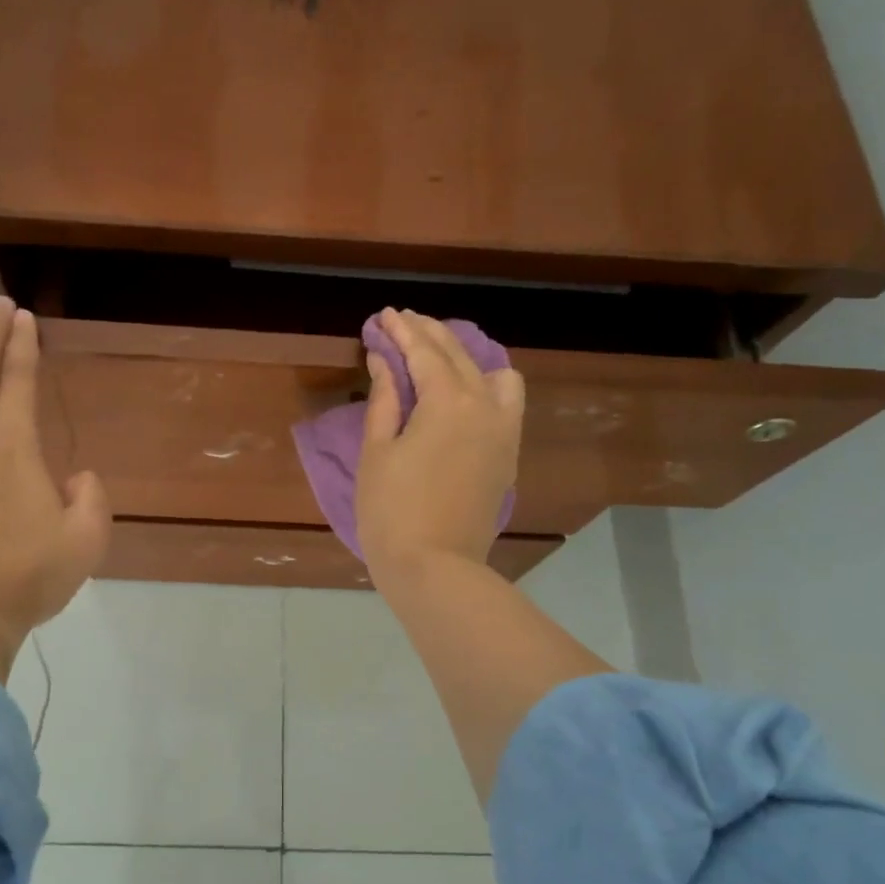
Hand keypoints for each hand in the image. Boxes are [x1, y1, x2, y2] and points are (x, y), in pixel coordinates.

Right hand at [355, 308, 525, 588]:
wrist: (435, 568)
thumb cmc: (391, 511)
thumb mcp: (376, 452)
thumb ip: (384, 400)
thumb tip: (386, 362)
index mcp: (449, 402)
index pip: (424, 352)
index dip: (401, 332)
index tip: (384, 315)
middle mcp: (485, 407)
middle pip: (459, 356)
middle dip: (429, 335)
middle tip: (403, 323)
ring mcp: (503, 432)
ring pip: (494, 375)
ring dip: (466, 357)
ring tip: (439, 358)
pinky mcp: (507, 456)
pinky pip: (507, 404)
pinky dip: (487, 386)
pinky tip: (464, 393)